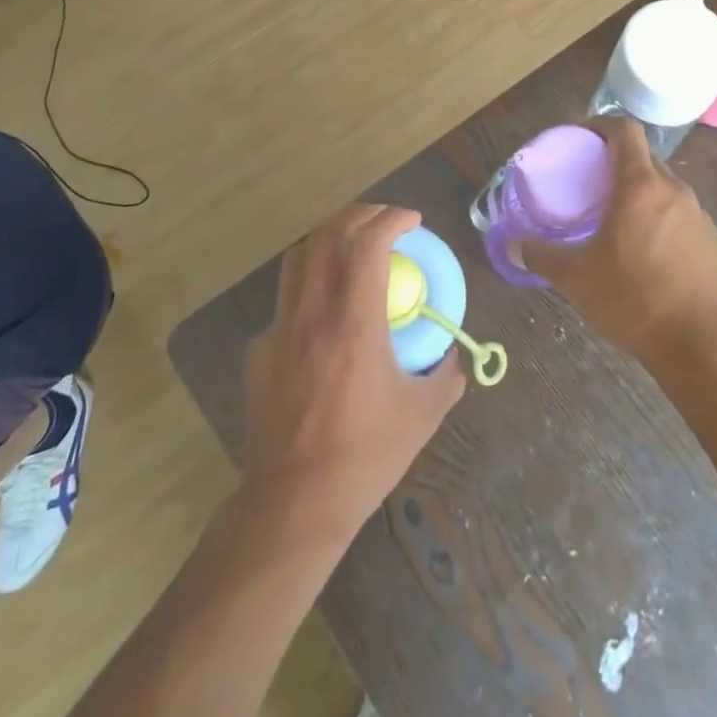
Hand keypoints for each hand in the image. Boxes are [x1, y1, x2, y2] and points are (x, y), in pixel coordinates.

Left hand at [242, 205, 466, 536]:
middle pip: (327, 235)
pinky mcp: (260, 350)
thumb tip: (456, 353)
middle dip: (359, 214)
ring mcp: (279, 330)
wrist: (293, 502)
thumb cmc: (365, 456)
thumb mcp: (422, 415)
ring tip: (355, 246)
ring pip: (299, 258)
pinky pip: (287, 299)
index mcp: (354, 324)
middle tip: (385, 221)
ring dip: (330, 238)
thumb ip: (447, 374)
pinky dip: (312, 284)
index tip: (412, 221)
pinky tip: (327, 313)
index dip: (392, 220)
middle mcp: (312, 315)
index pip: (368, 245)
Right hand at [518, 119, 716, 367]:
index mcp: (641, 187)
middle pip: (644, 158)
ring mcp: (701, 215)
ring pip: (664, 188)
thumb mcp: (578, 280)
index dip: (601, 125)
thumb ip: (542, 257)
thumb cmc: (636, 302)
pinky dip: (661, 220)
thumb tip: (513, 246)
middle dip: (616, 162)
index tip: (582, 136)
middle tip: (590, 184)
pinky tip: (648, 255)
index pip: (625, 130)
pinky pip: (682, 216)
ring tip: (617, 221)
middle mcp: (675, 191)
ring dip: (640, 193)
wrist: (705, 348)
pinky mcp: (715, 242)